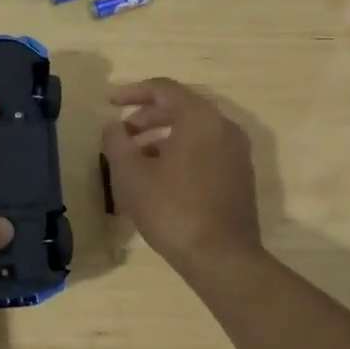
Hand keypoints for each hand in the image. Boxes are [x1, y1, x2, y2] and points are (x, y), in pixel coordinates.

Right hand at [101, 78, 262, 273]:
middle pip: (181, 108)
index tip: (109, 103)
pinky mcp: (240, 176)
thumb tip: (114, 126)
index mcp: (200, 118)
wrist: (222, 258)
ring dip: (162, 136)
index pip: (163, 89)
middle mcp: (224, 127)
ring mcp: (236, 152)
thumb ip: (117, 141)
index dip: (132, 92)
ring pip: (194, 131)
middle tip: (122, 132)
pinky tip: (160, 176)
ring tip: (136, 157)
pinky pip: (206, 149)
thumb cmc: (172, 209)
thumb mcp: (131, 174)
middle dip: (147, 116)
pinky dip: (181, 152)